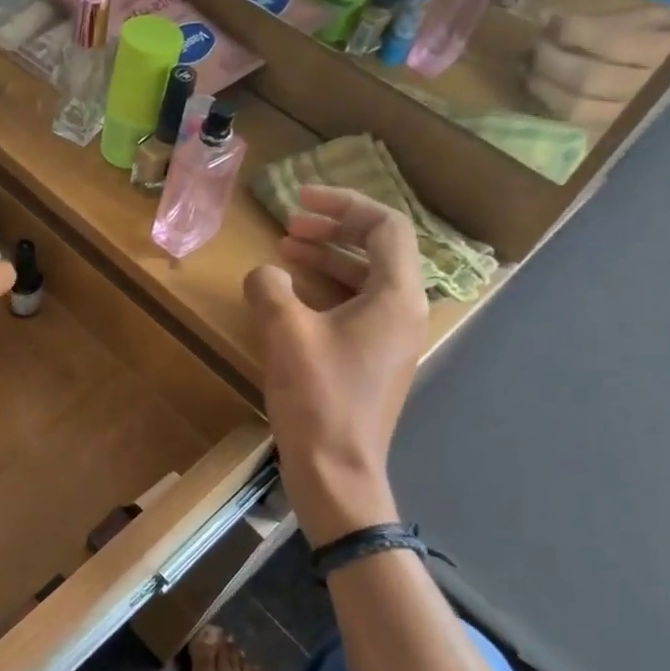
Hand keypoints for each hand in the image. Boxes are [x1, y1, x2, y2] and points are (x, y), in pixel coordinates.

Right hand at [244, 186, 428, 543]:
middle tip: (290, 222)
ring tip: (286, 249)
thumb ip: (271, 287)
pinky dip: (326, 289)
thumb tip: (266, 273)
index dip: (343, 202)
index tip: (300, 199)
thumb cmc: (318, 398)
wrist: (336, 471)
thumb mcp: (286, 333)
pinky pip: (355, 307)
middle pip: (378, 248)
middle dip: (333, 227)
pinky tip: (291, 294)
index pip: (384, 225)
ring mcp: (390, 338)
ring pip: (365, 278)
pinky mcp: (372, 359)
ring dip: (327, 257)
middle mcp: (403, 311)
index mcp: (396, 296)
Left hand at [525, 4, 669, 126]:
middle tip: (535, 44)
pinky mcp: (616, 133)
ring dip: (543, 85)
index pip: (612, 42)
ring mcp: (633, 117)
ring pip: (576, 106)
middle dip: (551, 59)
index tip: (547, 18)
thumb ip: (611, 20)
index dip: (572, 31)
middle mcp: (653, 89)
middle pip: (587, 78)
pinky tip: (540, 87)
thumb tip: (550, 19)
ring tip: (529, 67)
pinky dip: (551, 103)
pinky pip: (575, 122)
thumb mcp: (658, 18)